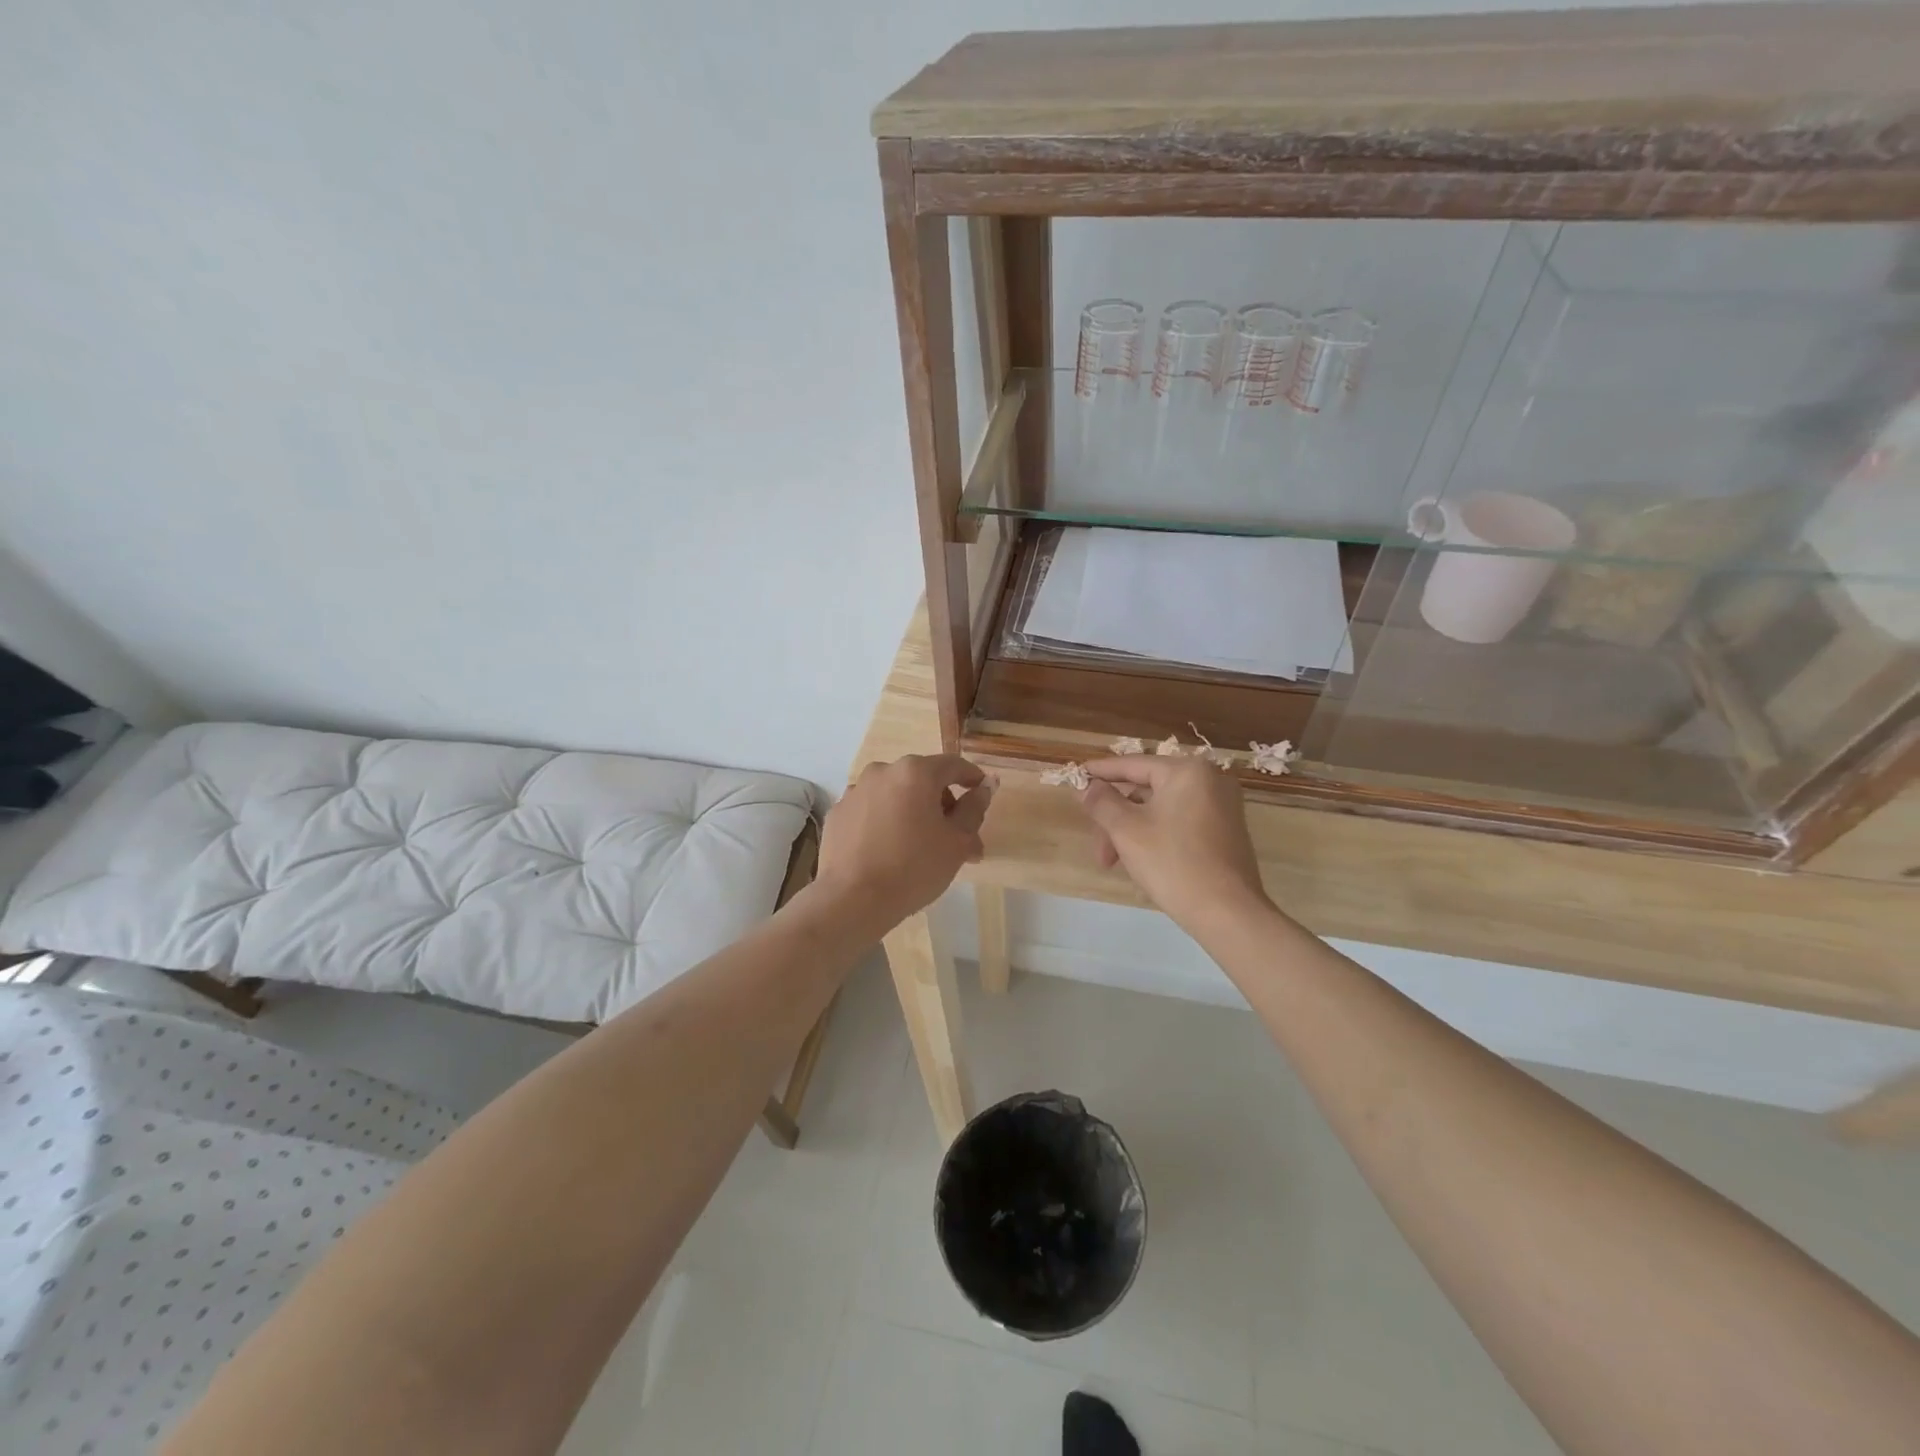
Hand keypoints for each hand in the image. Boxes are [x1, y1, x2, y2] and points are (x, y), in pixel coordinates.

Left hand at [815, 754, 993, 932]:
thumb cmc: (914, 868)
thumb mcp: (957, 842)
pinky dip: (885, 822)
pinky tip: (889, 851)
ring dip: (912, 812)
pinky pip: (871, 811)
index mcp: (915, 772)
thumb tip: (987, 786)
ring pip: (895, 794)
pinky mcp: (837, 813)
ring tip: (920, 847)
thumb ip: (974, 809)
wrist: (852, 899)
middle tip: (955, 837)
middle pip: (922, 779)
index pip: (953, 765)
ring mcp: (855, 791)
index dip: (972, 778)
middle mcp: (882, 771)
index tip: (981, 794)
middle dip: (942, 803)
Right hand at [1079, 757, 1267, 932]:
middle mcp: (1210, 780)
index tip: (1077, 776)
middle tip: (1097, 847)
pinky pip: (1180, 822)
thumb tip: (1086, 787)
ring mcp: (1222, 806)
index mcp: (1187, 771)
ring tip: (1113, 862)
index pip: (1133, 764)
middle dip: (1115, 818)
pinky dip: (1155, 835)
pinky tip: (1139, 860)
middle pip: (1146, 789)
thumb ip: (1102, 802)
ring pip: (1161, 809)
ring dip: (1132, 831)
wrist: (1228, 913)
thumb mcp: (1127, 830)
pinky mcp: (1226, 831)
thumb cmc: (1173, 863)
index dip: (1101, 772)